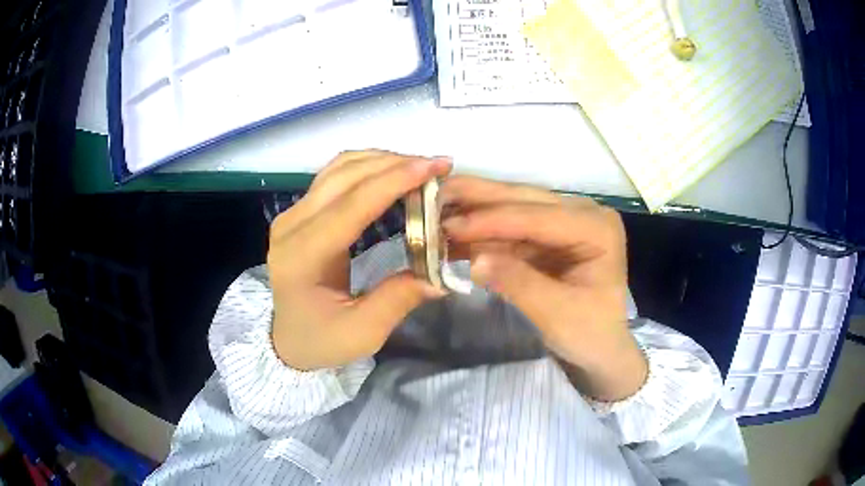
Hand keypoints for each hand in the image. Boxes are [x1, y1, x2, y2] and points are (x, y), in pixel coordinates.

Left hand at [268, 150, 450, 370]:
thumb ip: (398, 300)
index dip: (394, 181)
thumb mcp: (362, 333)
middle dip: (395, 164)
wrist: (286, 337)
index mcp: (301, 257)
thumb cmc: (320, 340)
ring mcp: (292, 214)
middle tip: (438, 167)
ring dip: (382, 161)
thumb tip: (440, 274)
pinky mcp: (299, 211)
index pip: (350, 206)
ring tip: (421, 169)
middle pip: (345, 176)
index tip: (435, 167)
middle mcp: (291, 225)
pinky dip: (368, 167)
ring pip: (339, 168)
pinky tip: (393, 173)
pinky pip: (335, 175)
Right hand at [440, 176, 646, 400]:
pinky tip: (452, 232)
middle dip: (477, 201)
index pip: (540, 217)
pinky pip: (508, 228)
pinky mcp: (546, 235)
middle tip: (432, 196)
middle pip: (524, 201)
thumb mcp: (557, 314)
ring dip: (473, 211)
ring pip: (512, 207)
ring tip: (433, 210)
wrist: (599, 348)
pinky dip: (480, 232)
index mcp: (597, 228)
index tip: (449, 225)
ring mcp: (563, 221)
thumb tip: (476, 260)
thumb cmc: (589, 334)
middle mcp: (582, 213)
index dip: (493, 220)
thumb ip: (519, 283)